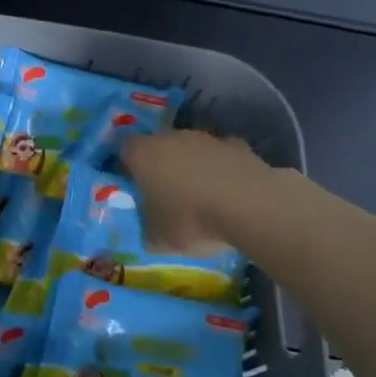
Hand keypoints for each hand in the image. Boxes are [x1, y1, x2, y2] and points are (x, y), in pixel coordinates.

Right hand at [120, 130, 272, 253]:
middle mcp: (170, 138)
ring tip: (200, 196)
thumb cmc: (192, 220)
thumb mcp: (157, 239)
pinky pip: (219, 155)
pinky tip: (227, 191)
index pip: (124, 150)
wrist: (251, 207)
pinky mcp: (237, 145)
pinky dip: (220, 168)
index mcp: (143, 155)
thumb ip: (146, 228)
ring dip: (191, 165)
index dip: (127, 167)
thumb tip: (148, 229)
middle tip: (165, 194)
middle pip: (157, 145)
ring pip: (189, 148)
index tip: (133, 188)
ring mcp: (206, 138)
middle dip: (159, 165)